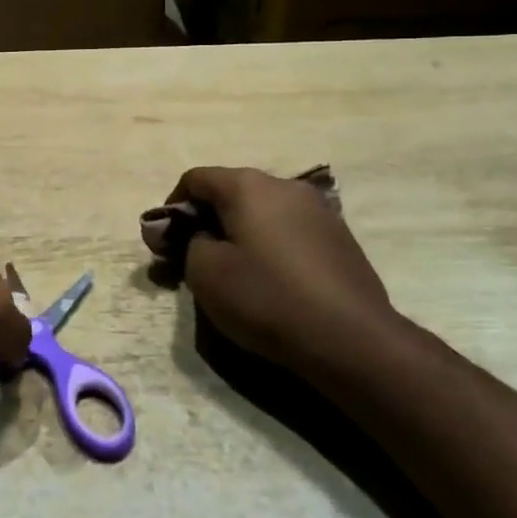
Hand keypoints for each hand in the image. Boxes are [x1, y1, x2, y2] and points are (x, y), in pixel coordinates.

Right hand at [164, 167, 403, 365]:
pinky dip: (269, 245)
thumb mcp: (206, 273)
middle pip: (231, 192)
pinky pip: (289, 230)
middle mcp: (284, 185)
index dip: (172, 207)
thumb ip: (190, 243)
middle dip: (206, 220)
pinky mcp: (339, 237)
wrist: (351, 338)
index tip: (165, 242)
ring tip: (233, 270)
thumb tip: (203, 236)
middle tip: (192, 258)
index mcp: (248, 186)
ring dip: (239, 232)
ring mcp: (318, 209)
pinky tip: (271, 280)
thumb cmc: (267, 298)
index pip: (195, 179)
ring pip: (262, 211)